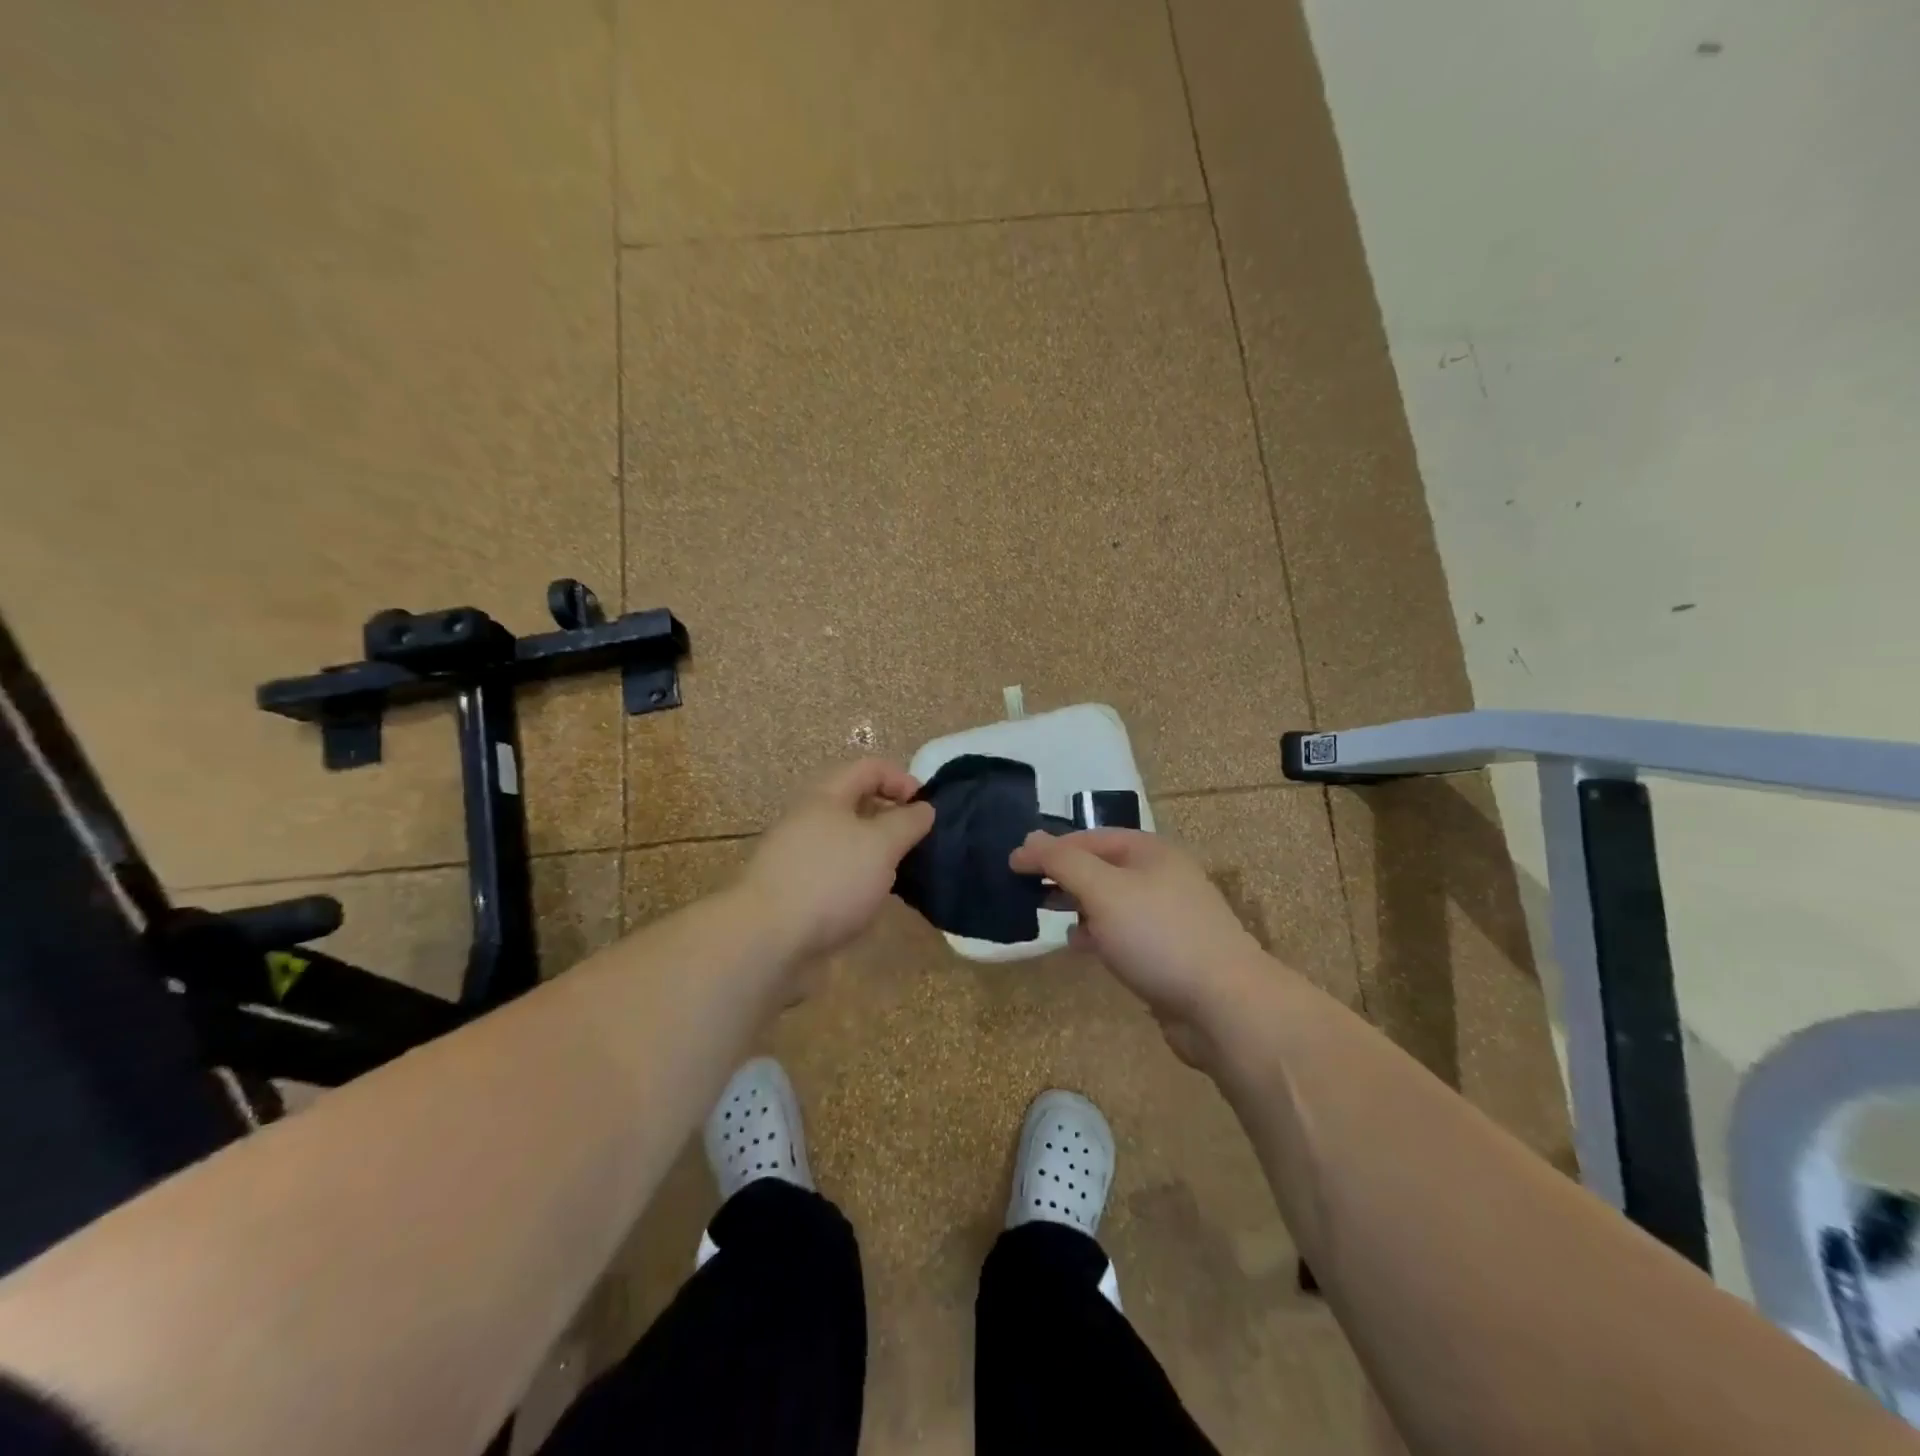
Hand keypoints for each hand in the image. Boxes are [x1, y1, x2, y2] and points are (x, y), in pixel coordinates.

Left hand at [737, 759, 934, 962]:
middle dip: (890, 818)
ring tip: (899, 876)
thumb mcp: (881, 845)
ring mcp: (796, 855)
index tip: (926, 809)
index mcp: (826, 796)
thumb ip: (907, 822)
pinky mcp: (793, 889)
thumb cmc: (830, 880)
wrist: (766, 939)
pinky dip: (856, 880)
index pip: (870, 768)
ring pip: (845, 841)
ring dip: (875, 852)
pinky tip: (869, 902)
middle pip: (856, 803)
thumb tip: (923, 808)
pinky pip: (833, 872)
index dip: (903, 779)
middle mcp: (808, 818)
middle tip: (916, 843)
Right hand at [1010, 829, 1274, 1068]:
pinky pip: (1123, 933)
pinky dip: (1098, 934)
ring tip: (1046, 914)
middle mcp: (1161, 876)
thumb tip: (1028, 840)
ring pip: (1111, 901)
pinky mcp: (1168, 952)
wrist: (1224, 1005)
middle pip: (1100, 866)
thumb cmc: (1158, 936)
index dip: (1049, 847)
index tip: (1013, 863)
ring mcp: (1167, 916)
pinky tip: (1081, 946)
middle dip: (1063, 875)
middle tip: (1024, 889)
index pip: (1088, 837)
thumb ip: (1062, 861)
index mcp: (1150, 851)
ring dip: (1078, 905)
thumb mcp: (1103, 889)